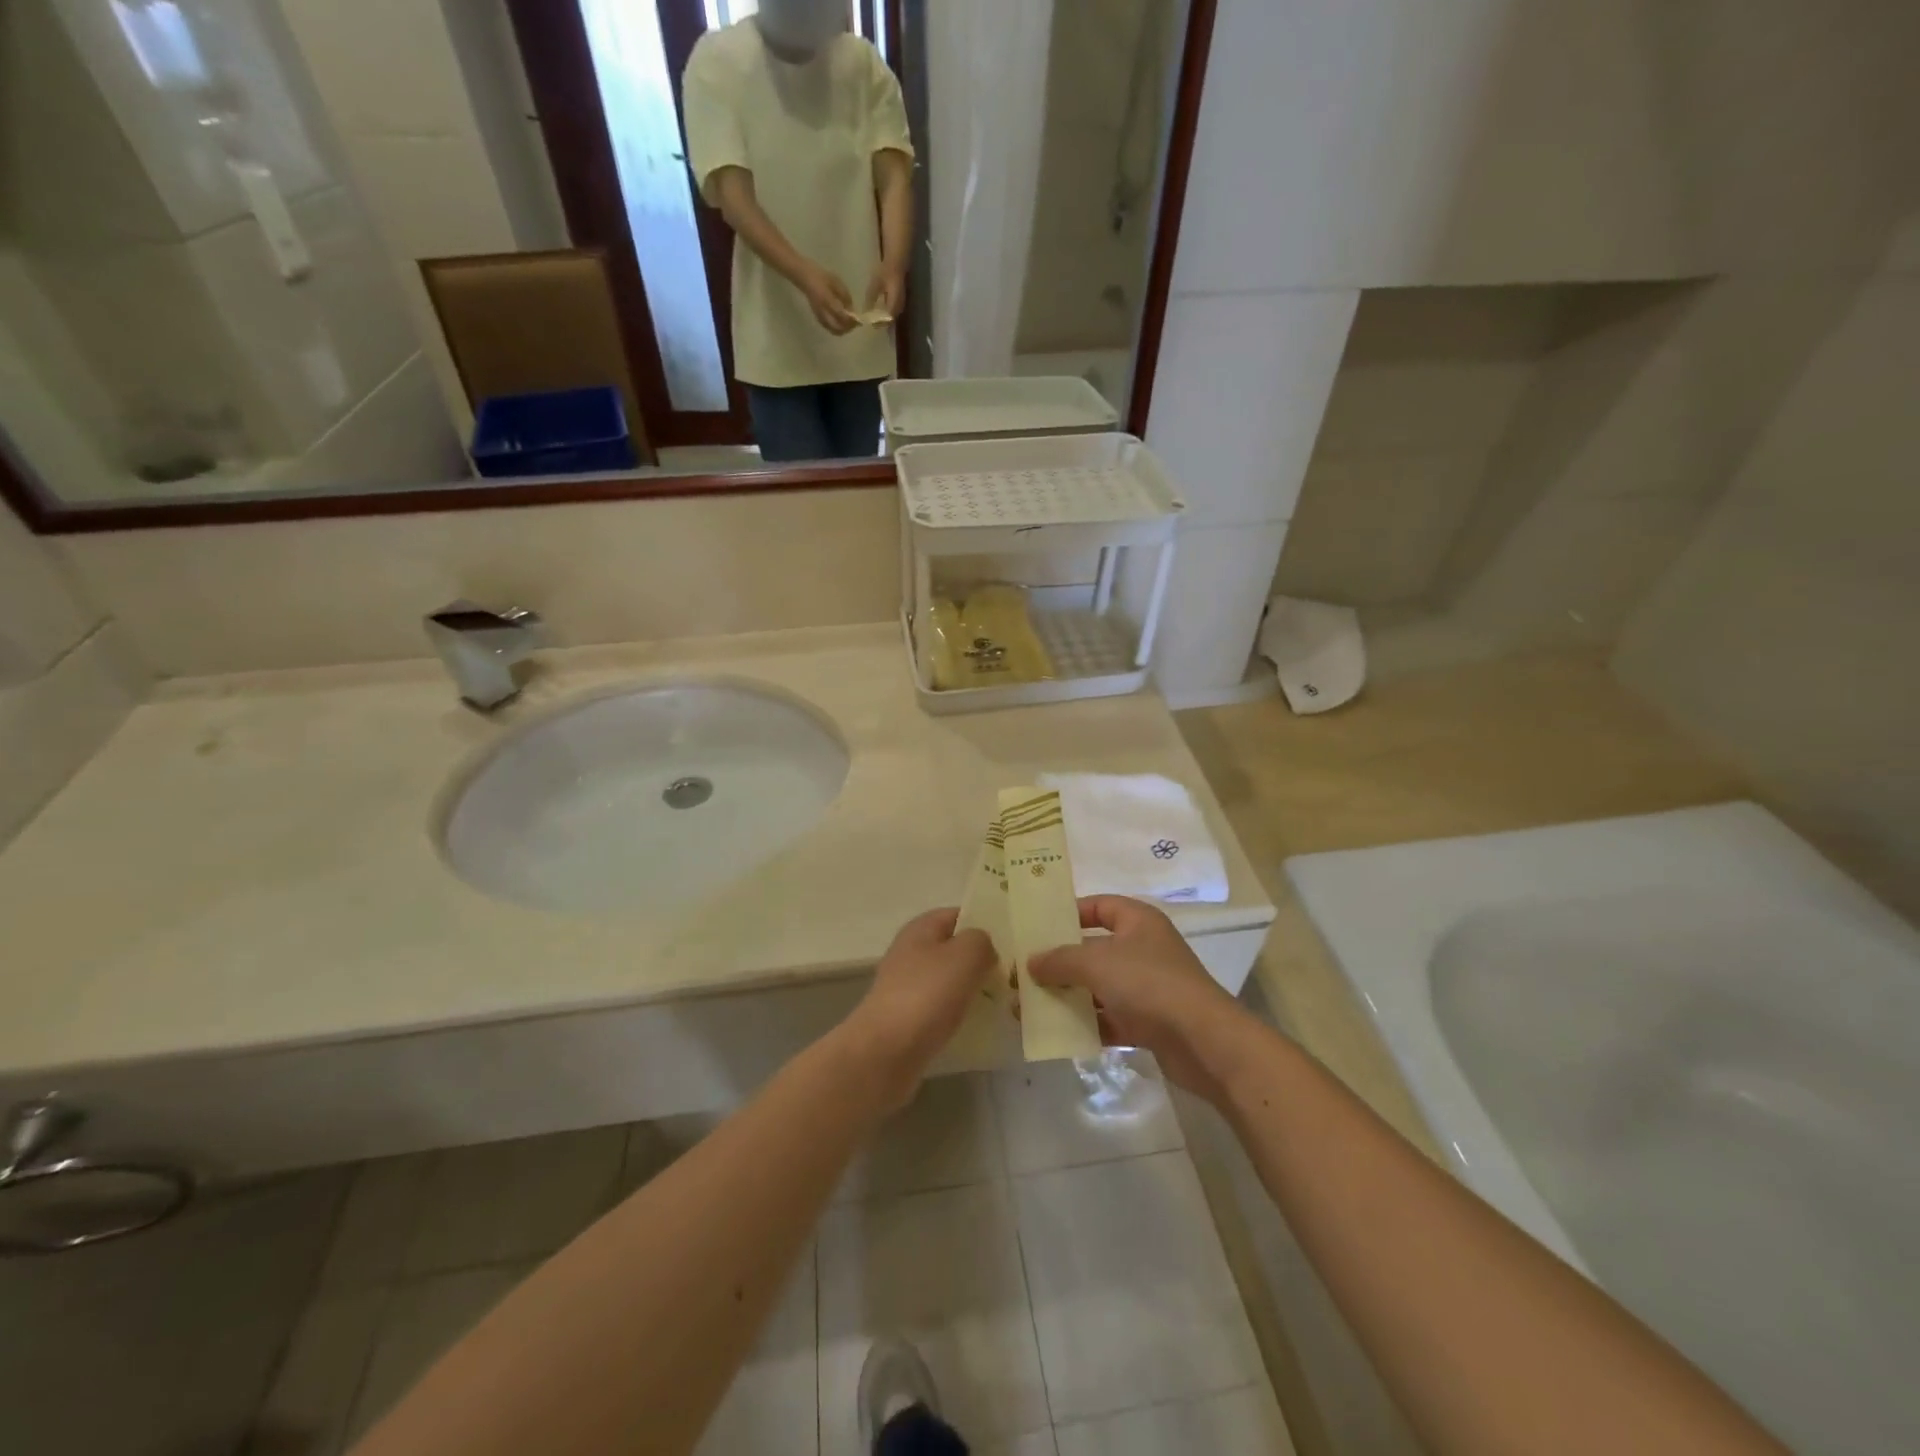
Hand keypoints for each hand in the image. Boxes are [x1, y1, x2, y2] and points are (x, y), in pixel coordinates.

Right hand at [797, 262, 855, 334]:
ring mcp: (819, 315)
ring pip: (833, 330)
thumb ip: (845, 296)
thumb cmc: (822, 276)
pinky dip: (837, 329)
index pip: (841, 315)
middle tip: (855, 324)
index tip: (859, 319)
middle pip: (838, 327)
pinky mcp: (817, 317)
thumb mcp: (836, 282)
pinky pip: (829, 328)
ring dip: (843, 330)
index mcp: (827, 299)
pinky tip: (841, 324)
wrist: (805, 277)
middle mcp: (822, 310)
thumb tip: (852, 310)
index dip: (851, 320)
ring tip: (849, 325)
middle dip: (848, 328)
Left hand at [844, 909, 994, 1107]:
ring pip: (950, 980)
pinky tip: (980, 1025)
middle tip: (1014, 975)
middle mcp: (911, 952)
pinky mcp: (907, 1018)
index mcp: (921, 928)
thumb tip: (984, 949)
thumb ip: (982, 941)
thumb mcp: (966, 954)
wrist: (885, 1053)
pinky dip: (960, 1014)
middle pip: (954, 949)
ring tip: (1004, 1002)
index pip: (959, 914)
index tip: (1013, 942)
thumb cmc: (927, 995)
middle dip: (982, 960)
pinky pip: (942, 1008)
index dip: (985, 923)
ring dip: (973, 989)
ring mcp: (907, 986)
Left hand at [865, 262, 906, 321]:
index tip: (870, 324)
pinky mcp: (900, 301)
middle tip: (871, 322)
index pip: (887, 319)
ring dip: (884, 319)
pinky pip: (893, 311)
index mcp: (894, 303)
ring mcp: (901, 304)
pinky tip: (879, 310)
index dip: (879, 323)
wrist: (896, 262)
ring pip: (892, 317)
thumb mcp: (875, 284)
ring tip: (874, 318)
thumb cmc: (886, 271)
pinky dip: (886, 313)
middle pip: (890, 320)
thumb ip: (871, 298)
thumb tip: (866, 310)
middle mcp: (899, 306)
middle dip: (881, 323)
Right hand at [1029, 897, 1247, 1101]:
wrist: (1204, 1041)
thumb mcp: (1096, 963)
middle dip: (1060, 961)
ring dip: (1068, 996)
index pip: (1100, 906)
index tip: (1038, 926)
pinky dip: (1087, 1024)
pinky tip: (1056, 1033)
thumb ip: (1060, 960)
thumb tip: (1030, 962)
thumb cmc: (1149, 983)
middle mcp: (1144, 949)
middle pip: (1094, 949)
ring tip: (1029, 1006)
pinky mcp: (1149, 1023)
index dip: (1070, 912)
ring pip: (1099, 987)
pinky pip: (1110, 1019)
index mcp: (1138, 921)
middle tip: (1024, 972)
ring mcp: (1147, 987)